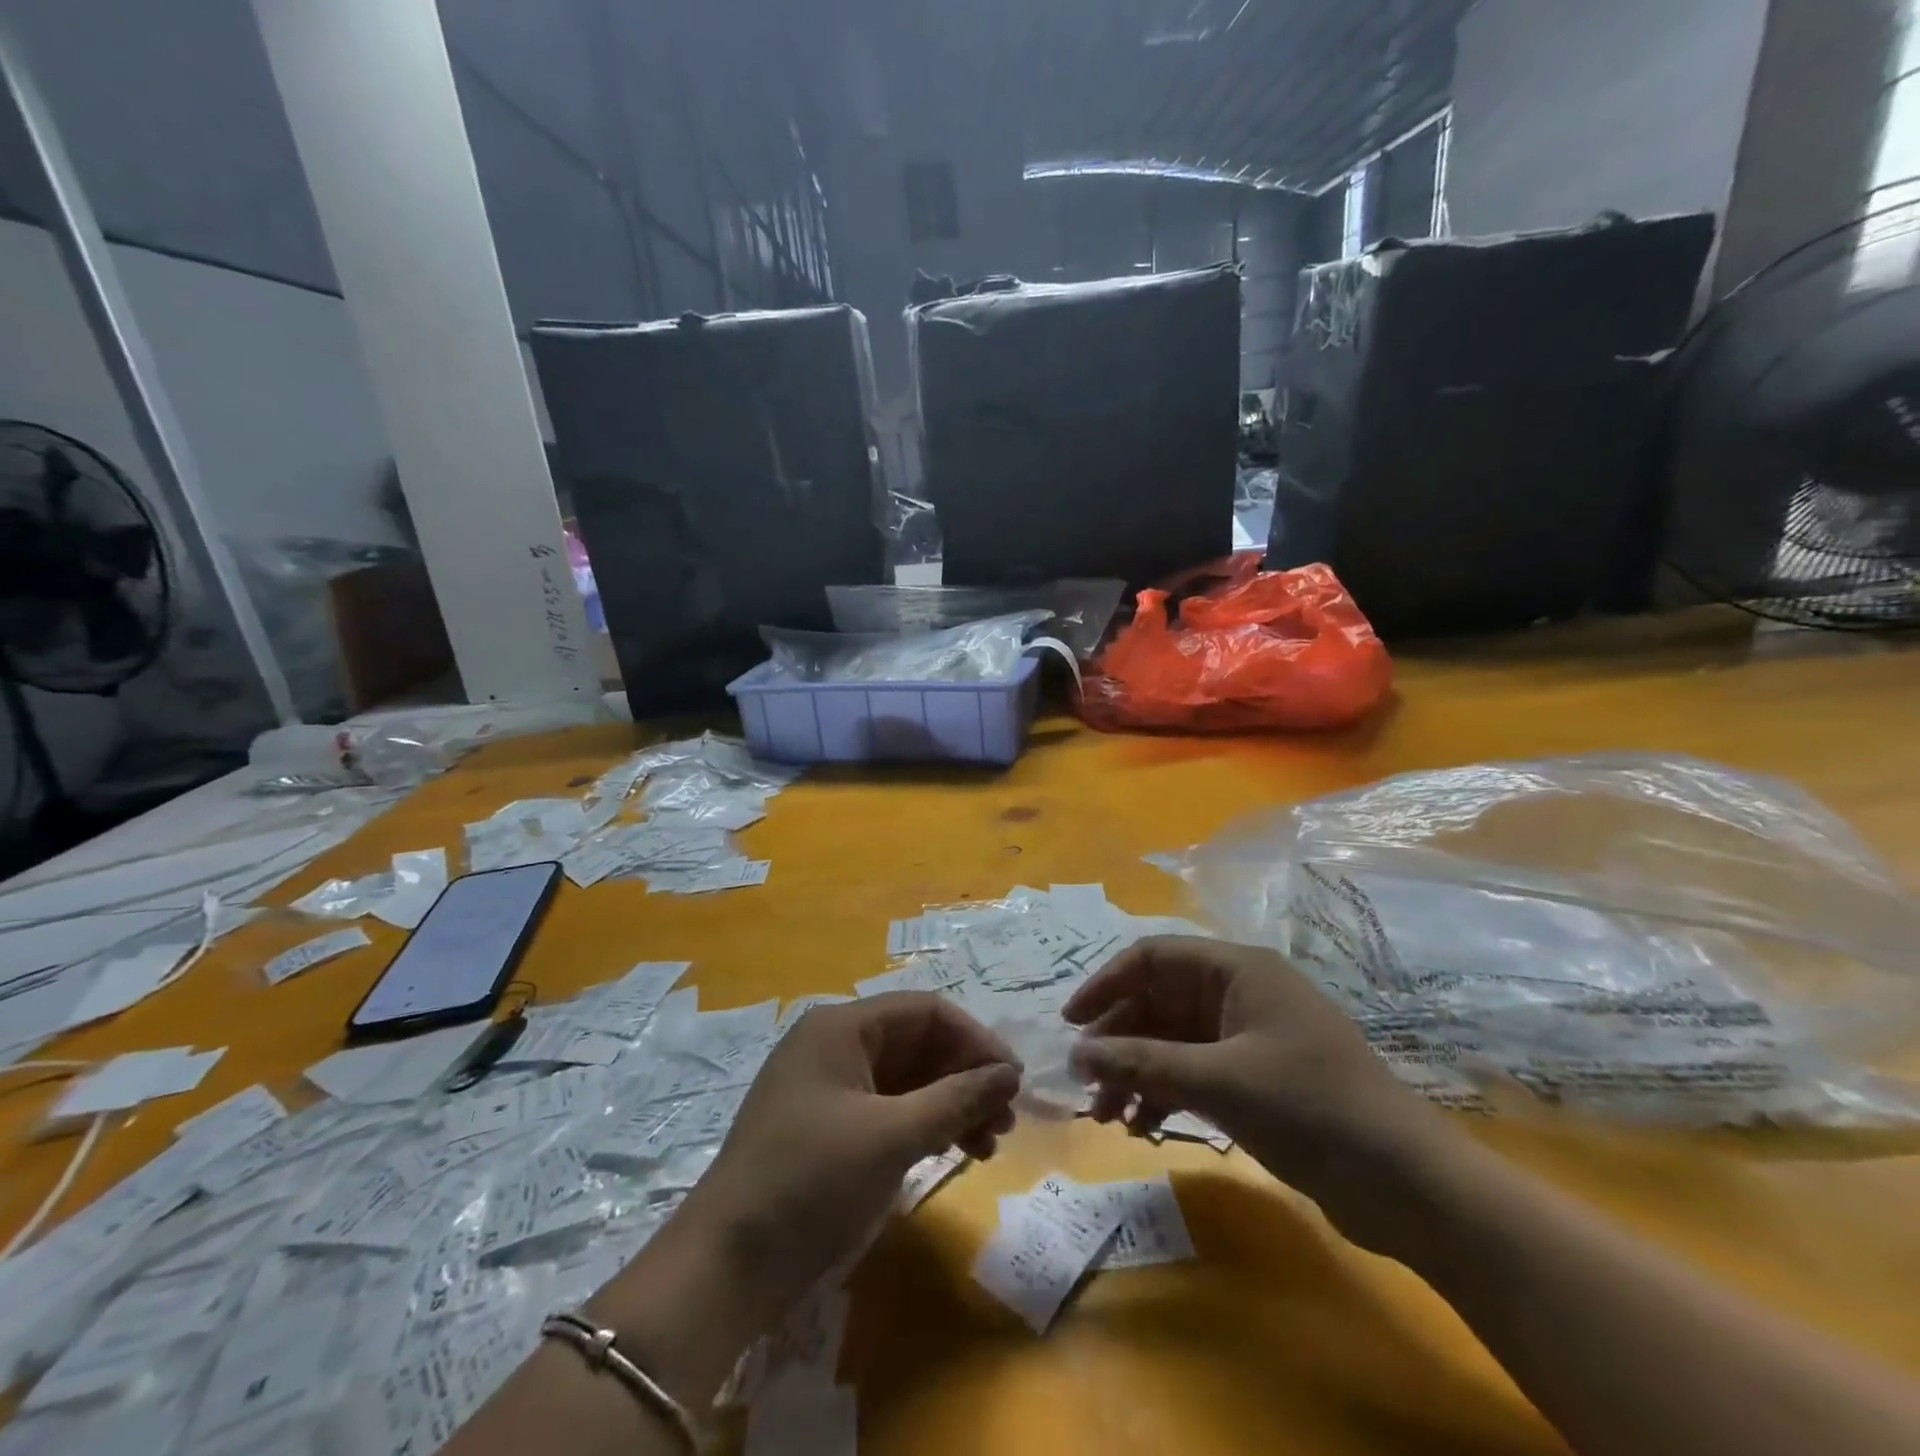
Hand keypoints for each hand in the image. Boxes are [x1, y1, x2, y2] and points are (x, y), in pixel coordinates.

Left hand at [675, 993, 1020, 1324]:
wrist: (725, 1267)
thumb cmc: (811, 1182)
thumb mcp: (891, 1136)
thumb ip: (956, 1099)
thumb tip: (1010, 1073)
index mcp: (841, 1026)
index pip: (925, 1012)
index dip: (975, 1039)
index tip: (1014, 1079)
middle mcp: (834, 1045)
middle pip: (917, 1044)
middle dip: (965, 1076)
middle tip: (1006, 1120)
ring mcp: (828, 1088)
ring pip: (906, 1080)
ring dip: (950, 1105)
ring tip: (988, 1144)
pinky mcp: (826, 1128)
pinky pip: (887, 1109)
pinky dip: (923, 1126)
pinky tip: (953, 1153)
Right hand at [1063, 936, 1454, 1249]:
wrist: (1409, 1184)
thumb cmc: (1311, 1108)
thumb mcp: (1218, 1081)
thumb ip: (1143, 1063)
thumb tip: (1077, 1054)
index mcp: (1237, 971)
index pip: (1153, 958)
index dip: (1106, 985)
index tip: (1071, 1024)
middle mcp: (1239, 994)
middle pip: (1158, 1002)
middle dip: (1118, 1042)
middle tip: (1087, 1086)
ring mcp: (1248, 1037)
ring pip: (1172, 1041)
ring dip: (1136, 1072)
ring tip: (1108, 1116)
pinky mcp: (1256, 1078)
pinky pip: (1193, 1072)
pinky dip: (1165, 1094)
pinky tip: (1144, 1127)